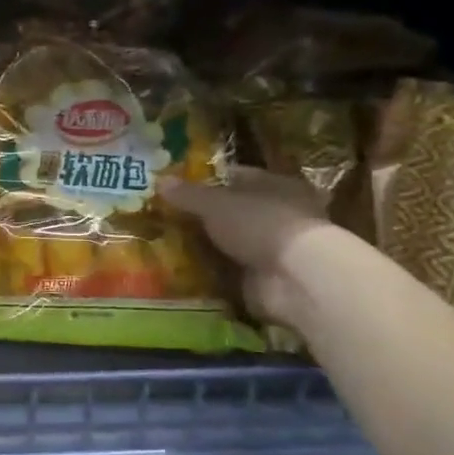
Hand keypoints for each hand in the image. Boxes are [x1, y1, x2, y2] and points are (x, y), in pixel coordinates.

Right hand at [159, 166, 339, 325]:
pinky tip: (183, 269)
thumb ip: (188, 194)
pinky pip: (230, 270)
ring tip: (166, 244)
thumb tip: (160, 180)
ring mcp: (273, 248)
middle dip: (203, 216)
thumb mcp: (215, 203)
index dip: (206, 181)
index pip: (236, 177)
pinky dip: (211, 271)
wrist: (294, 278)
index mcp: (276, 185)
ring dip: (206, 245)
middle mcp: (279, 213)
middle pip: (233, 211)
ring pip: (231, 241)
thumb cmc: (260, 224)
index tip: (176, 188)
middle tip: (165, 218)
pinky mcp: (265, 277)